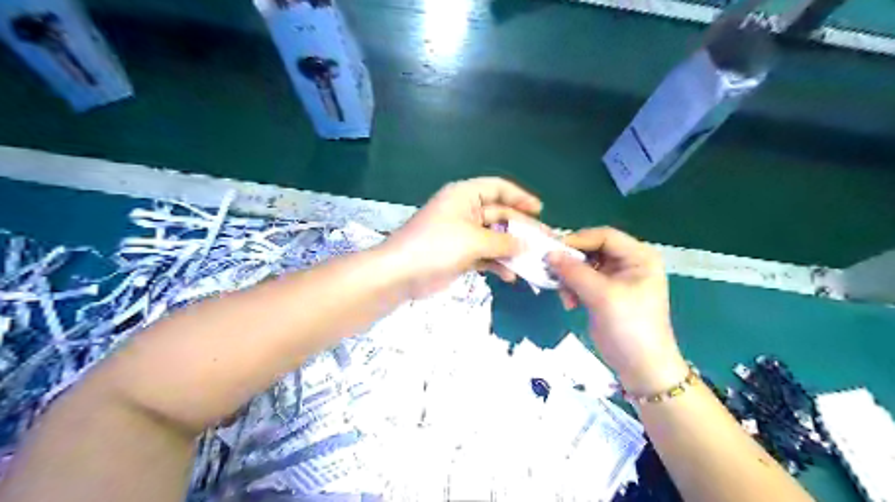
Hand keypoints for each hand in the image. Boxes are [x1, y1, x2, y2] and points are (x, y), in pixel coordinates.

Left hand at [383, 176, 540, 297]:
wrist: (401, 273)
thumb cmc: (437, 246)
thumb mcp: (474, 240)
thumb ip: (503, 241)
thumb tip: (526, 245)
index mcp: (465, 196)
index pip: (497, 188)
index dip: (520, 197)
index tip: (539, 210)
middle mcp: (465, 211)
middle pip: (500, 215)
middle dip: (521, 229)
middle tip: (544, 241)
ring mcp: (462, 234)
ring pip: (494, 237)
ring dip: (512, 249)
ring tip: (532, 262)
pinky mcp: (460, 255)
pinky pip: (485, 255)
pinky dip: (497, 264)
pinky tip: (510, 276)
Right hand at [546, 228, 687, 395]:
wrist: (641, 367)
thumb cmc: (630, 327)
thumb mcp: (602, 296)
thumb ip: (574, 272)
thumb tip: (548, 254)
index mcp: (638, 257)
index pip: (604, 236)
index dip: (578, 240)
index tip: (552, 251)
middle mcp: (628, 263)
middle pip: (591, 250)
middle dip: (571, 263)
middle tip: (552, 273)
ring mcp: (615, 279)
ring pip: (583, 266)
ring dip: (569, 278)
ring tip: (564, 296)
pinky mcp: (603, 293)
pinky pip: (581, 281)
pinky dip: (572, 289)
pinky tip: (569, 304)